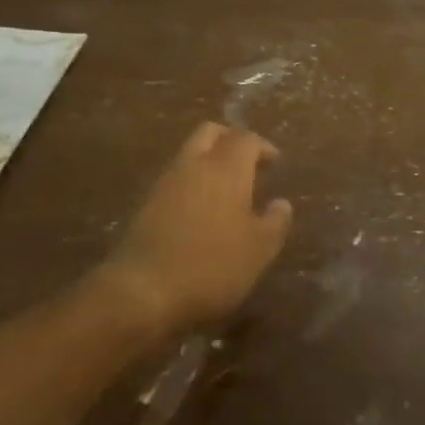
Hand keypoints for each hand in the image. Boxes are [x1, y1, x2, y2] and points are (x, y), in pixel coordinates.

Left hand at [88, 122, 292, 340]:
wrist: (142, 291)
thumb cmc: (212, 266)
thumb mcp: (259, 249)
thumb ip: (275, 222)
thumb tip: (281, 203)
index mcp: (226, 169)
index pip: (246, 139)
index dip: (263, 146)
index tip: (275, 162)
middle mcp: (194, 165)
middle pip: (211, 133)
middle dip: (231, 140)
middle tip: (248, 162)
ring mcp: (165, 183)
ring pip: (189, 154)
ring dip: (209, 161)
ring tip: (228, 189)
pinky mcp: (146, 205)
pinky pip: (175, 179)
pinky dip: (192, 183)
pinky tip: (203, 210)